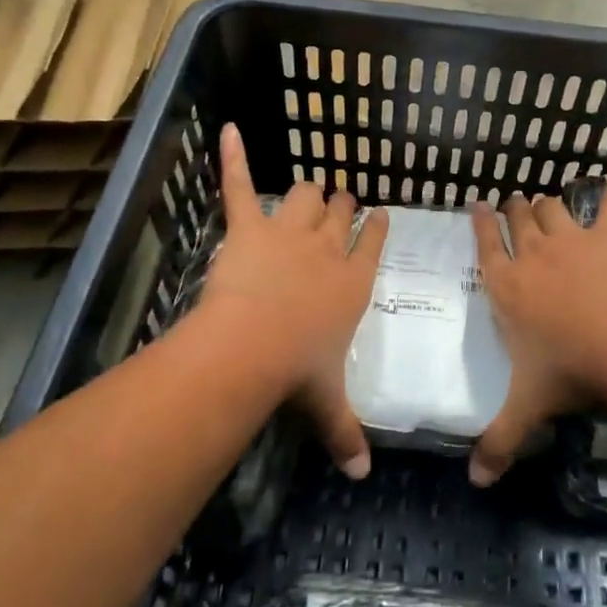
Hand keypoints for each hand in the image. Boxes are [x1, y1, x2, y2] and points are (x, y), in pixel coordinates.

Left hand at [200, 123, 387, 478]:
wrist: (254, 346)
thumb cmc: (299, 371)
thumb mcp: (327, 405)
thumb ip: (346, 435)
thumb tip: (362, 477)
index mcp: (354, 282)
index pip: (373, 244)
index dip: (377, 227)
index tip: (379, 214)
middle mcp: (329, 249)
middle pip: (340, 214)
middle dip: (342, 206)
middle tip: (341, 203)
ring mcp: (289, 232)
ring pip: (306, 195)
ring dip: (308, 192)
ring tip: (309, 190)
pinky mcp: (249, 226)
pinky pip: (239, 184)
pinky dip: (232, 157)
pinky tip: (227, 128)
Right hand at [467, 137, 606, 485]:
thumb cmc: (564, 372)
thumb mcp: (525, 409)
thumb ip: (497, 443)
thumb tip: (474, 484)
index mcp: (504, 285)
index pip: (484, 245)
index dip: (479, 222)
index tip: (477, 205)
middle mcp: (530, 254)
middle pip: (516, 217)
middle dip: (513, 208)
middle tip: (513, 206)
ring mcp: (570, 239)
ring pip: (551, 206)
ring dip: (546, 202)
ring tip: (544, 201)